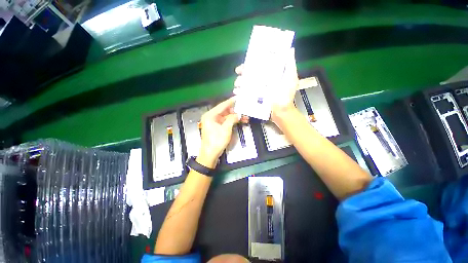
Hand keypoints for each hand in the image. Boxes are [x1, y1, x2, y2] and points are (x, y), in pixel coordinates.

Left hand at [197, 97, 239, 168]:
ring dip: (235, 117)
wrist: (210, 155)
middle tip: (245, 109)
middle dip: (235, 111)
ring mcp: (214, 123)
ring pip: (226, 117)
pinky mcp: (217, 127)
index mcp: (210, 115)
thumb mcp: (226, 129)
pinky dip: (232, 122)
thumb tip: (239, 114)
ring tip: (245, 117)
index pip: (222, 105)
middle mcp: (211, 117)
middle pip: (225, 111)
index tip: (238, 98)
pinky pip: (226, 122)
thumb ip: (232, 119)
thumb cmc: (216, 141)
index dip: (231, 101)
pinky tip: (240, 121)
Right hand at [233, 48, 298, 124]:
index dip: (251, 63)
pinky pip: (245, 94)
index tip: (245, 64)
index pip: (259, 66)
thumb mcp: (290, 80)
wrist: (281, 113)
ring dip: (239, 83)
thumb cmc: (286, 96)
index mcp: (270, 76)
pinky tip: (237, 93)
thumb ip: (290, 66)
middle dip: (243, 73)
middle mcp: (263, 82)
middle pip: (250, 74)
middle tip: (238, 73)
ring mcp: (258, 91)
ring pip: (246, 84)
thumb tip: (290, 50)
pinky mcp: (255, 99)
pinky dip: (240, 93)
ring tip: (237, 86)